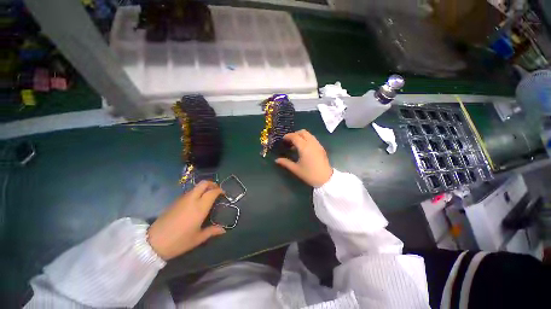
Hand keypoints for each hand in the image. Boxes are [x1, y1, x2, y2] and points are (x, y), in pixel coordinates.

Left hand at [147, 181, 225, 260]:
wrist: (153, 242)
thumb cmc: (179, 241)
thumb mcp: (198, 238)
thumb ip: (212, 231)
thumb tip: (223, 230)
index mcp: (200, 207)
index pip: (212, 192)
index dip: (220, 190)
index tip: (223, 194)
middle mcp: (192, 199)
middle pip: (204, 183)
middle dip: (212, 184)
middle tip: (216, 190)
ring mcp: (182, 199)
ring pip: (196, 187)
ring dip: (204, 188)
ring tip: (207, 196)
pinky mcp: (175, 201)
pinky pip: (189, 192)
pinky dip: (196, 192)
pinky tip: (196, 202)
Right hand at [275, 129, 332, 187]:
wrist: (326, 179)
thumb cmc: (309, 174)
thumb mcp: (296, 169)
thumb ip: (285, 163)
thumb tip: (276, 160)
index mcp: (304, 147)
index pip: (295, 136)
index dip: (288, 136)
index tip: (283, 139)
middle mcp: (311, 143)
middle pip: (303, 132)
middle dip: (295, 134)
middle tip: (289, 141)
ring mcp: (317, 144)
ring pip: (309, 134)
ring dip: (301, 136)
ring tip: (296, 144)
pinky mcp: (321, 147)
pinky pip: (313, 138)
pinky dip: (307, 139)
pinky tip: (303, 148)